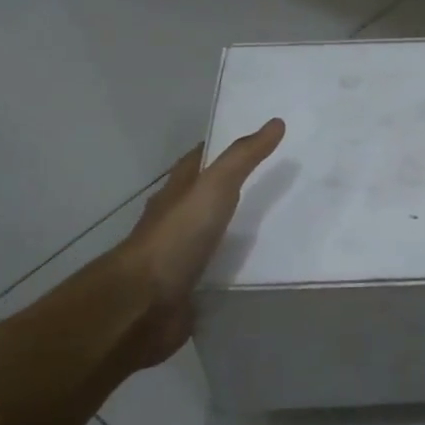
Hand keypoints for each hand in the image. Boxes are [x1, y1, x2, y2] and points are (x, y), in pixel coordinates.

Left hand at [114, 118, 285, 369]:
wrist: (144, 302)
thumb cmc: (177, 235)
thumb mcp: (214, 186)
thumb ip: (243, 158)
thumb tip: (275, 122)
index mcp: (177, 191)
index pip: (200, 160)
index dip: (224, 148)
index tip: (258, 140)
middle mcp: (176, 219)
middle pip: (207, 196)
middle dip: (235, 188)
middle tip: (278, 183)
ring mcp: (181, 255)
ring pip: (213, 234)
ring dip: (237, 230)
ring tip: (280, 226)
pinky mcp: (190, 287)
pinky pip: (218, 270)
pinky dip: (236, 267)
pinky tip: (262, 269)